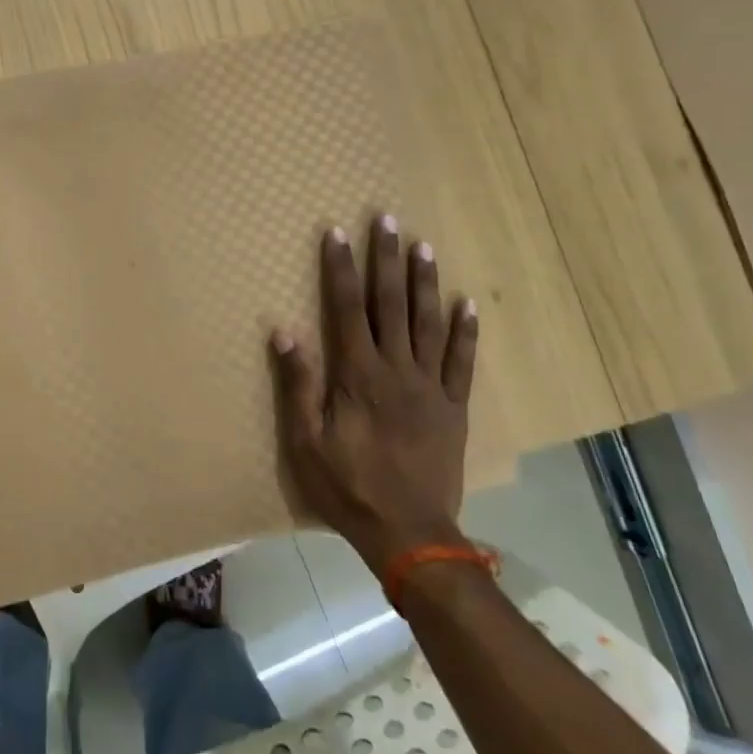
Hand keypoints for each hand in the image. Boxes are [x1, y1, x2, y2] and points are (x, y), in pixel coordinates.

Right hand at [270, 216, 480, 574]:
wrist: (411, 534)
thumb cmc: (348, 487)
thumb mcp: (306, 442)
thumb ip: (298, 385)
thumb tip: (285, 331)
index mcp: (358, 376)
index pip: (346, 309)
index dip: (340, 269)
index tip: (337, 233)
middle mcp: (397, 370)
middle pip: (390, 304)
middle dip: (385, 259)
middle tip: (386, 219)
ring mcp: (431, 387)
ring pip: (428, 323)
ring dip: (424, 282)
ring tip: (423, 245)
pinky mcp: (454, 407)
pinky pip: (462, 362)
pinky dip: (466, 331)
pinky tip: (467, 304)